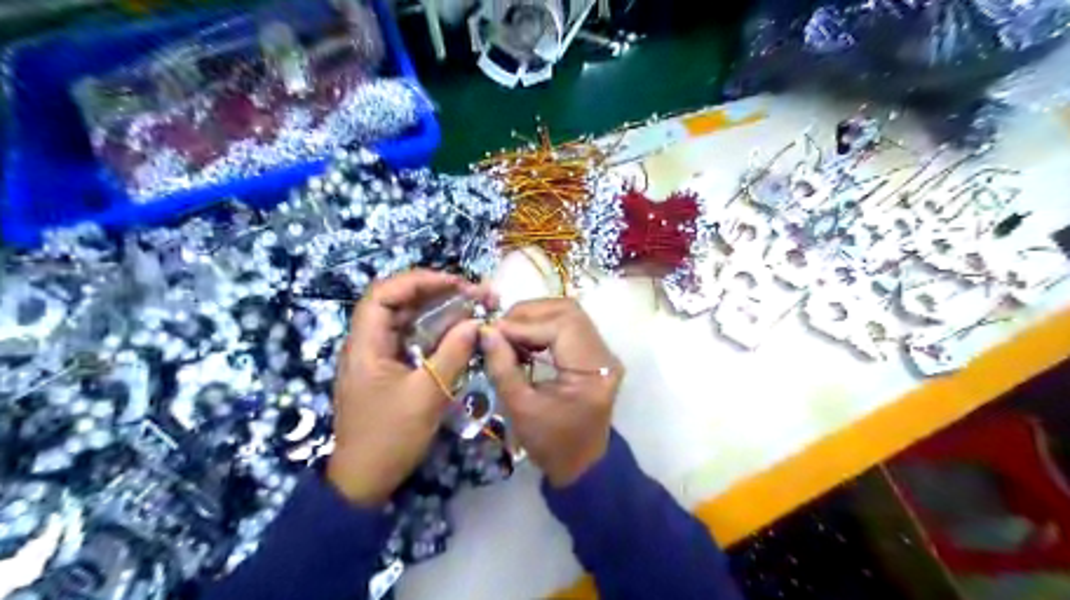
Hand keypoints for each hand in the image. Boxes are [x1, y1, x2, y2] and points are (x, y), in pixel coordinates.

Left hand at [329, 269, 488, 506]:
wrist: (365, 481)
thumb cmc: (390, 438)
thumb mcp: (427, 395)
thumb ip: (452, 354)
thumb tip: (477, 323)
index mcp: (365, 345)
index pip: (384, 294)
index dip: (418, 281)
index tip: (455, 283)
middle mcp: (368, 343)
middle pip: (397, 302)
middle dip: (435, 292)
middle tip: (473, 293)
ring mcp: (378, 357)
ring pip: (406, 320)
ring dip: (438, 310)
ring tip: (472, 305)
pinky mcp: (389, 369)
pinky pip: (412, 339)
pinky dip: (435, 331)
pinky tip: (458, 330)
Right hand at [481, 299, 624, 486]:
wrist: (582, 465)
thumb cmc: (551, 444)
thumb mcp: (520, 408)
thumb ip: (502, 367)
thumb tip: (486, 331)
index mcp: (592, 371)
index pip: (559, 327)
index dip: (522, 325)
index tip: (491, 332)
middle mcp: (604, 355)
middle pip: (568, 311)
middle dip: (529, 314)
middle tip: (500, 329)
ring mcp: (602, 353)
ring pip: (569, 314)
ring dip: (536, 317)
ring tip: (509, 334)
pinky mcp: (595, 355)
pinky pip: (570, 327)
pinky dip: (544, 326)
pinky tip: (524, 340)